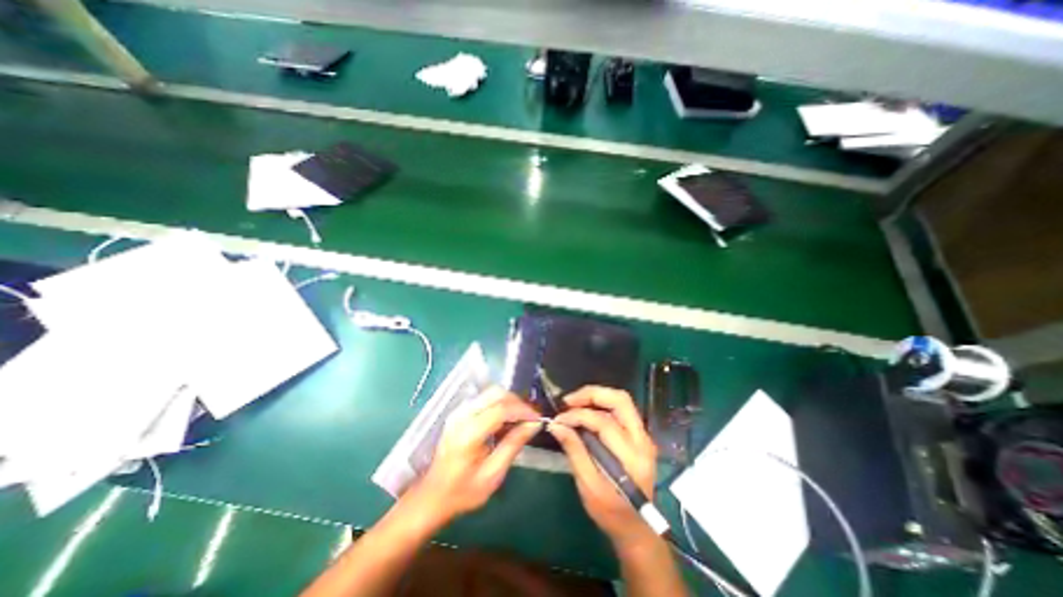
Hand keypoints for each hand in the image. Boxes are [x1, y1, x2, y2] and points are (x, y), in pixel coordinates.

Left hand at [410, 387, 542, 522]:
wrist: (432, 496)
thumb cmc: (463, 491)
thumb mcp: (493, 474)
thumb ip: (513, 445)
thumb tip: (534, 424)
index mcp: (469, 433)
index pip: (501, 409)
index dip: (523, 410)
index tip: (538, 419)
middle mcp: (462, 415)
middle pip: (496, 393)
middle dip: (517, 402)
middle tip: (530, 418)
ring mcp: (458, 411)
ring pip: (491, 393)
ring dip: (509, 402)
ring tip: (520, 419)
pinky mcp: (459, 412)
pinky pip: (484, 399)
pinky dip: (499, 404)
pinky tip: (505, 421)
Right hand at [548, 387, 656, 549]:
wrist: (636, 528)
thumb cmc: (610, 512)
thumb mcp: (588, 486)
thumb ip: (574, 451)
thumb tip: (556, 425)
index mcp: (632, 457)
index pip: (604, 423)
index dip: (578, 416)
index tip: (558, 419)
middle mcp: (642, 440)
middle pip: (621, 400)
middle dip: (592, 394)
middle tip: (569, 401)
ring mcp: (643, 436)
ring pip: (622, 401)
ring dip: (597, 397)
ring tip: (575, 403)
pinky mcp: (639, 435)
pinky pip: (621, 410)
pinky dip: (602, 405)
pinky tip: (587, 411)